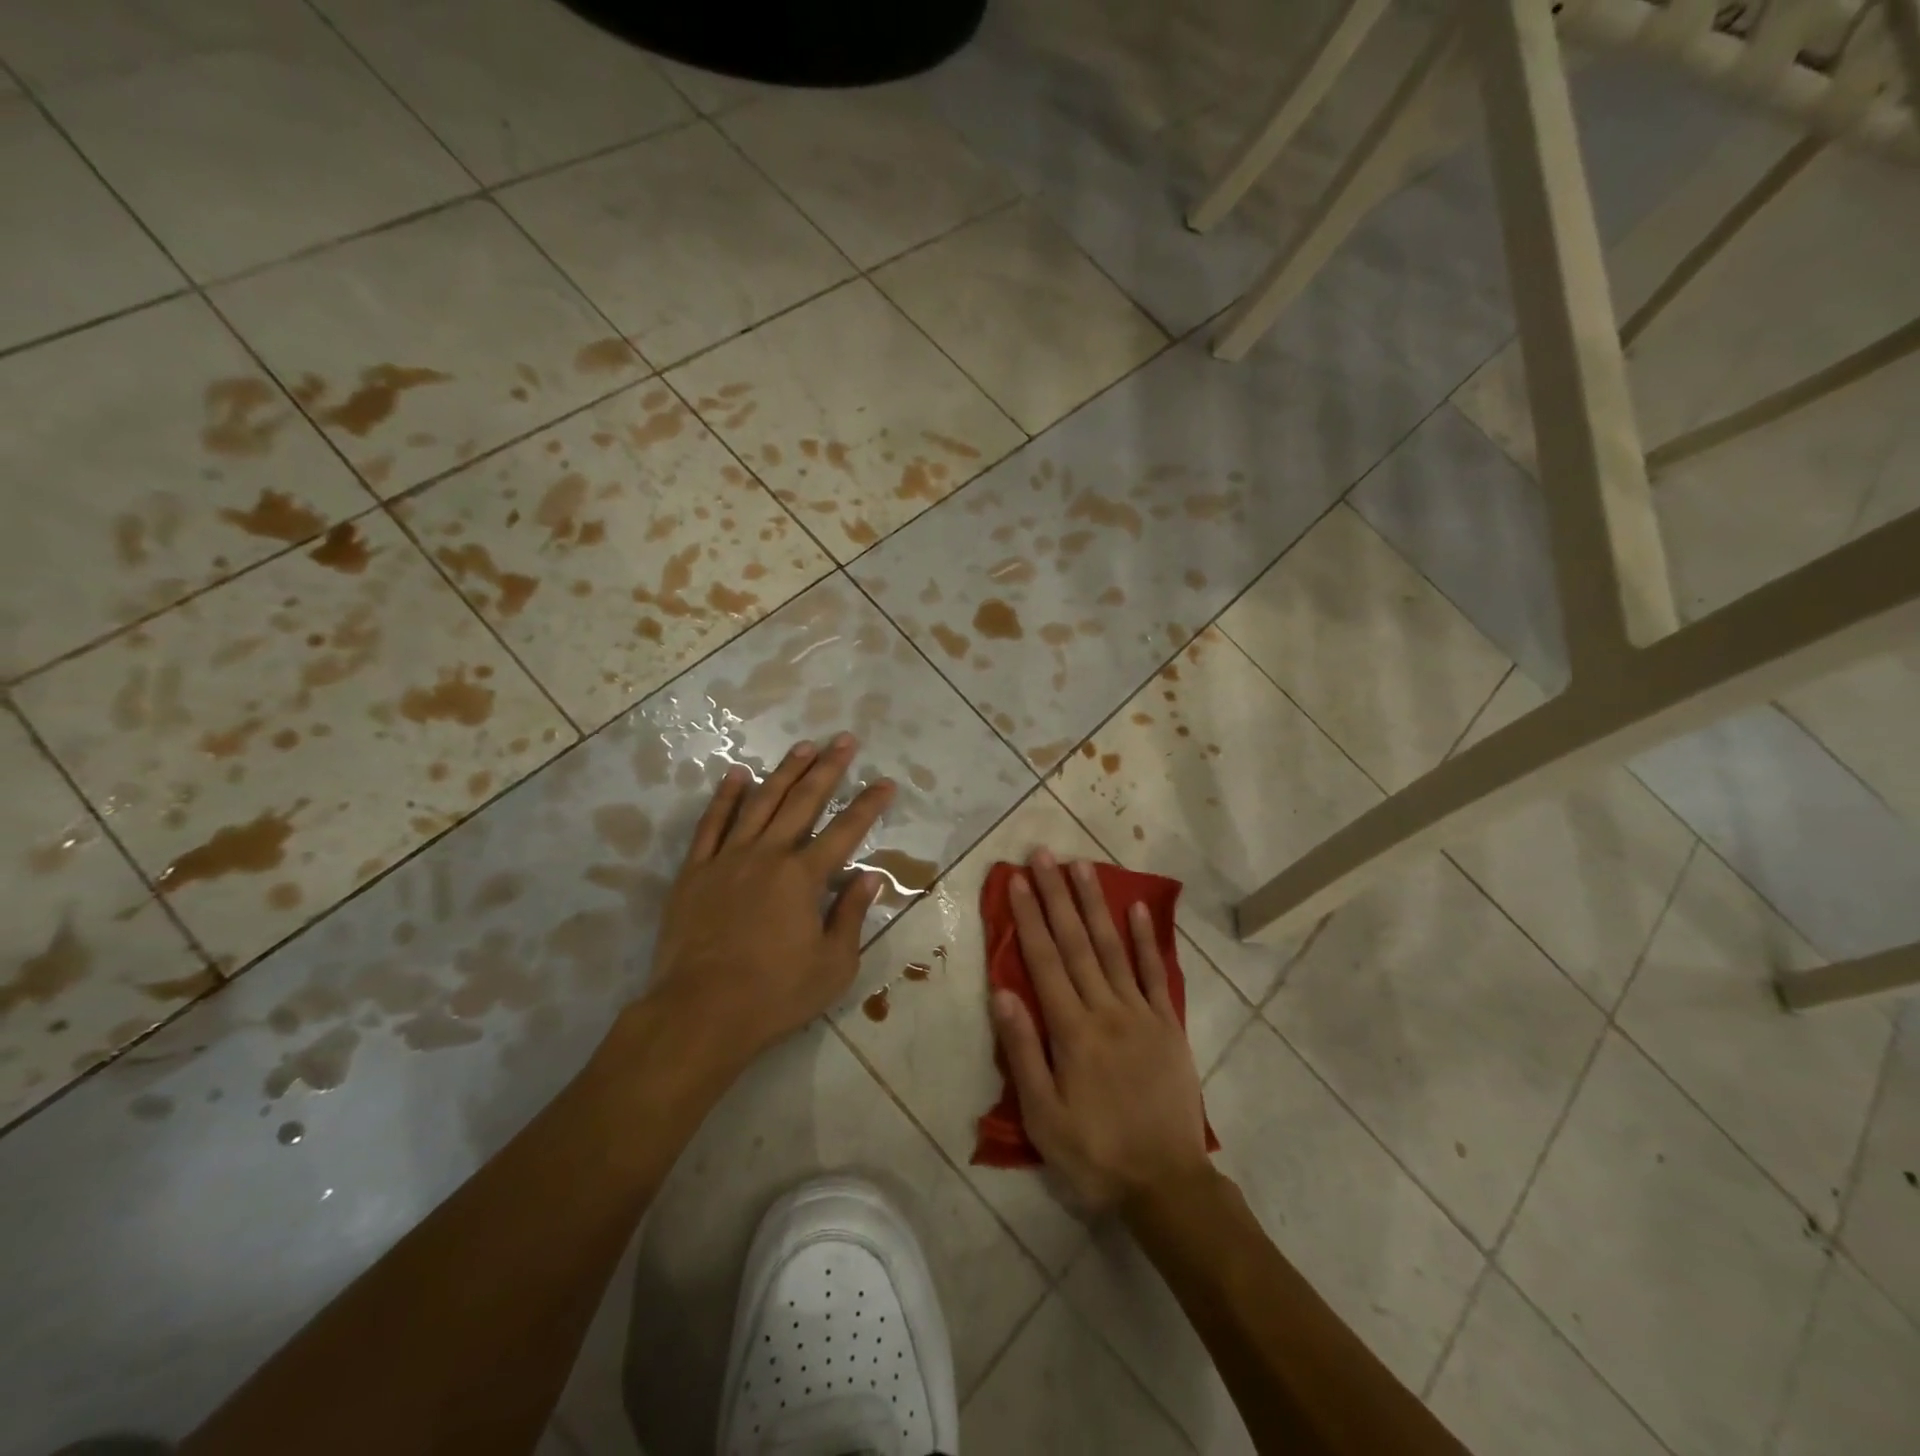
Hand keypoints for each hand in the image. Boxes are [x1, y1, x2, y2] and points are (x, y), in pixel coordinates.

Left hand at [643, 734, 892, 1072]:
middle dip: (828, 769)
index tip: (885, 782)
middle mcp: (768, 856)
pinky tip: (737, 775)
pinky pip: (711, 825)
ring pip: (760, 803)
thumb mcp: (833, 965)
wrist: (700, 1012)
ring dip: (784, 772)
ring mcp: (728, 859)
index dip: (868, 805)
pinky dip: (725, 797)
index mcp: (803, 878)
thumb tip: (869, 877)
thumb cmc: (775, 994)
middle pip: (802, 802)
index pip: (845, 831)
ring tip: (803, 746)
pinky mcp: (695, 872)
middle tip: (845, 740)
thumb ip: (850, 915)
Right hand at [990, 850, 1211, 1211]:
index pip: (1044, 961)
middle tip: (1044, 855)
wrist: (1167, 1184)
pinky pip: (1156, 974)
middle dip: (1056, 895)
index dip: (1029, 917)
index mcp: (1072, 1031)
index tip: (1016, 880)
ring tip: (1081, 867)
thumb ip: (1023, 1051)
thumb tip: (1002, 992)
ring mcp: (1141, 1013)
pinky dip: (1146, 939)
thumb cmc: (1095, 1153)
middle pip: (1076, 942)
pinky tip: (1136, 909)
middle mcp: (1106, 1009)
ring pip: (1112, 947)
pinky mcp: (1168, 1025)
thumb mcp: (1044, 1116)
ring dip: (1095, 904)